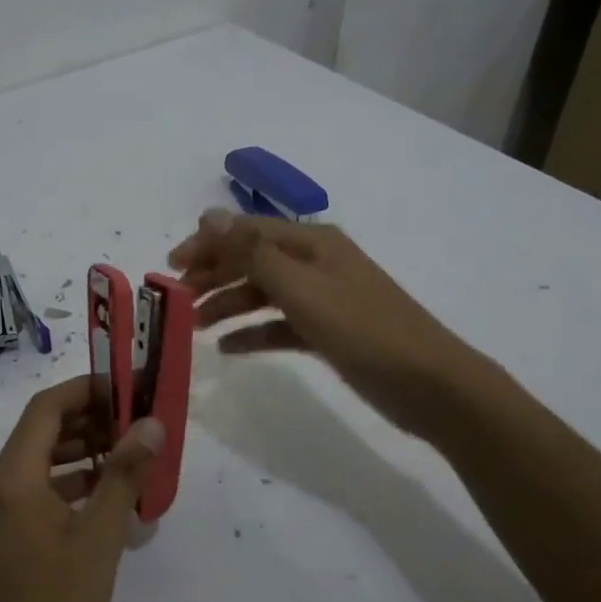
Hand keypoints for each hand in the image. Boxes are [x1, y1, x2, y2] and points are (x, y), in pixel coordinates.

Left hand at [0, 376, 162, 601]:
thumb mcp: (99, 538)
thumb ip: (124, 475)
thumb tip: (152, 424)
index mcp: (12, 477)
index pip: (46, 408)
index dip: (87, 390)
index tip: (128, 389)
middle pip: (42, 431)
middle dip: (89, 420)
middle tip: (137, 423)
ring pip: (42, 462)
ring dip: (82, 451)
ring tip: (130, 456)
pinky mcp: (6, 540)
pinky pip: (39, 492)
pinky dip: (73, 484)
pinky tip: (109, 499)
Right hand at [170, 209, 472, 434]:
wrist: (430, 385)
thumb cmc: (363, 330)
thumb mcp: (303, 288)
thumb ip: (253, 253)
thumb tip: (209, 216)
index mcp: (312, 243)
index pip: (246, 232)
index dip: (206, 244)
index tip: (170, 267)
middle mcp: (316, 263)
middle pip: (252, 260)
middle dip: (213, 275)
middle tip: (177, 299)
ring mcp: (323, 298)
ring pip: (263, 293)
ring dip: (228, 304)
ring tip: (195, 326)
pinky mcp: (328, 332)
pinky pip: (280, 325)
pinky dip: (254, 332)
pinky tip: (229, 348)